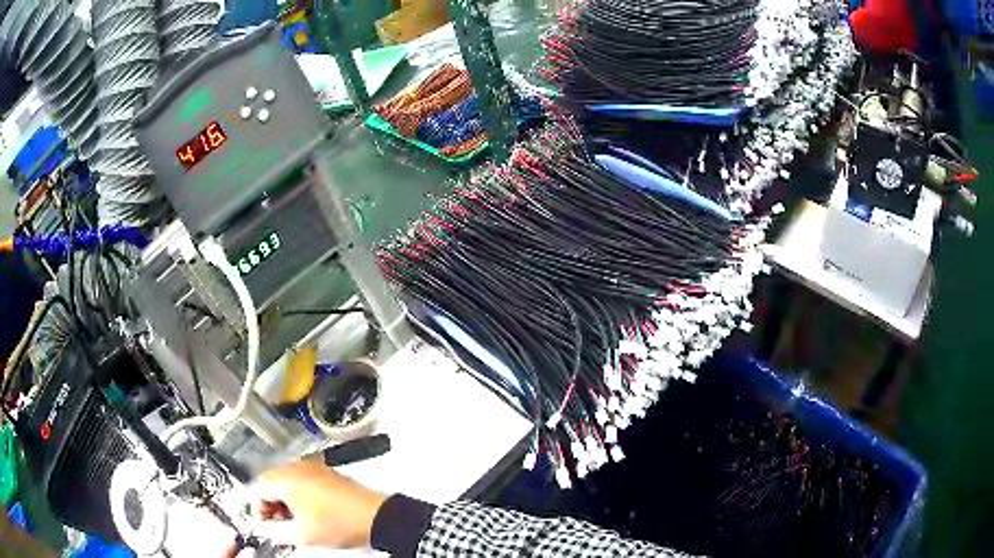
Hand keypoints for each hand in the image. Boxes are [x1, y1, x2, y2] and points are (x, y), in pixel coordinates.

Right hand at [243, 459, 387, 549]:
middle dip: (271, 505)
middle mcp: (296, 467)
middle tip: (280, 525)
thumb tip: (265, 530)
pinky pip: (302, 480)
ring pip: (286, 482)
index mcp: (285, 478)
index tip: (265, 525)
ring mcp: (313, 467)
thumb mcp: (301, 535)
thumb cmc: (341, 523)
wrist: (375, 517)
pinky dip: (300, 495)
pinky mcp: (326, 472)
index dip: (258, 510)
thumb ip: (274, 532)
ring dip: (285, 501)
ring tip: (296, 522)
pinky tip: (310, 513)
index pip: (256, 489)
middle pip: (270, 483)